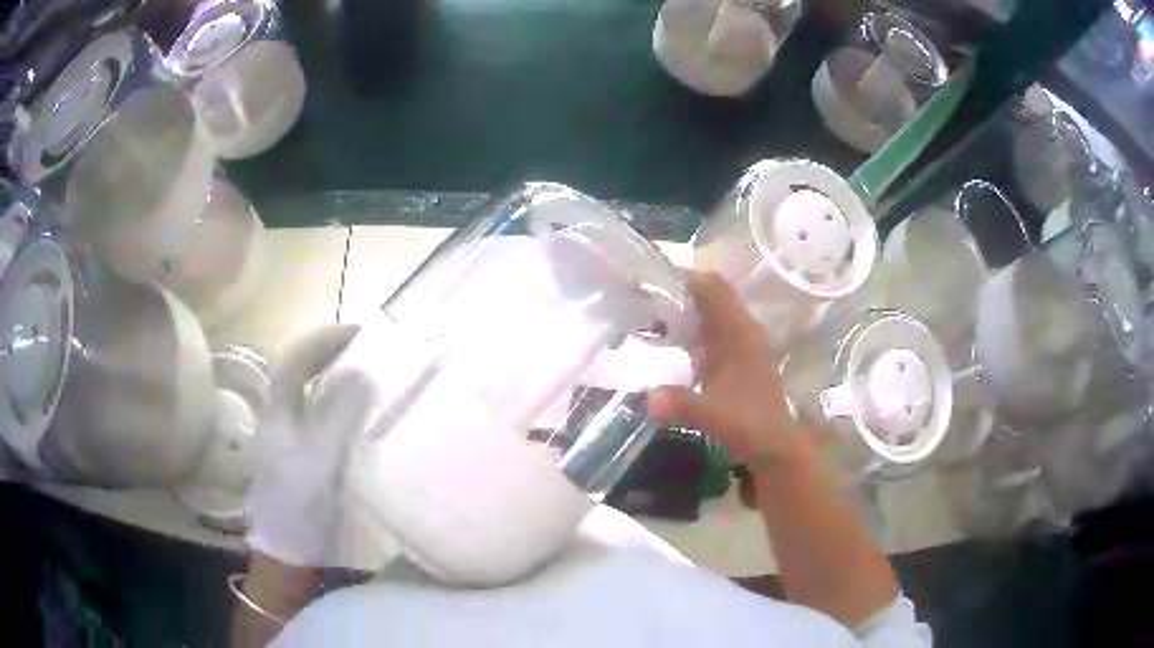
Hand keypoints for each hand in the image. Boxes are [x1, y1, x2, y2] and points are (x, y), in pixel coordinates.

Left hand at [246, 324, 376, 567]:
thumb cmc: (301, 504)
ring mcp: (290, 436)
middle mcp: (281, 417)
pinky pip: (321, 416)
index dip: (325, 340)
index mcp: (278, 412)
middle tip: (368, 349)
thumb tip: (362, 375)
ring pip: (311, 393)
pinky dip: (340, 404)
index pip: (296, 360)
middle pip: (302, 371)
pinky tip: (360, 413)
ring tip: (369, 372)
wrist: (290, 550)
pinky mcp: (302, 454)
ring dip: (337, 377)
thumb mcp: (321, 460)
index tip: (360, 333)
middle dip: (332, 354)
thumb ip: (340, 416)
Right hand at [648, 271, 810, 465]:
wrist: (773, 445)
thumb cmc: (749, 425)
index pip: (713, 287)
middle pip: (708, 295)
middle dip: (676, 291)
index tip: (650, 277)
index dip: (685, 277)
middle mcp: (740, 330)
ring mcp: (737, 343)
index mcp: (739, 332)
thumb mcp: (713, 415)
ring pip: (707, 313)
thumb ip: (681, 404)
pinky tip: (664, 339)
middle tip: (639, 294)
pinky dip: (687, 329)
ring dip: (680, 310)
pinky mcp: (732, 358)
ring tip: (645, 311)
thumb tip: (648, 397)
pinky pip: (707, 332)